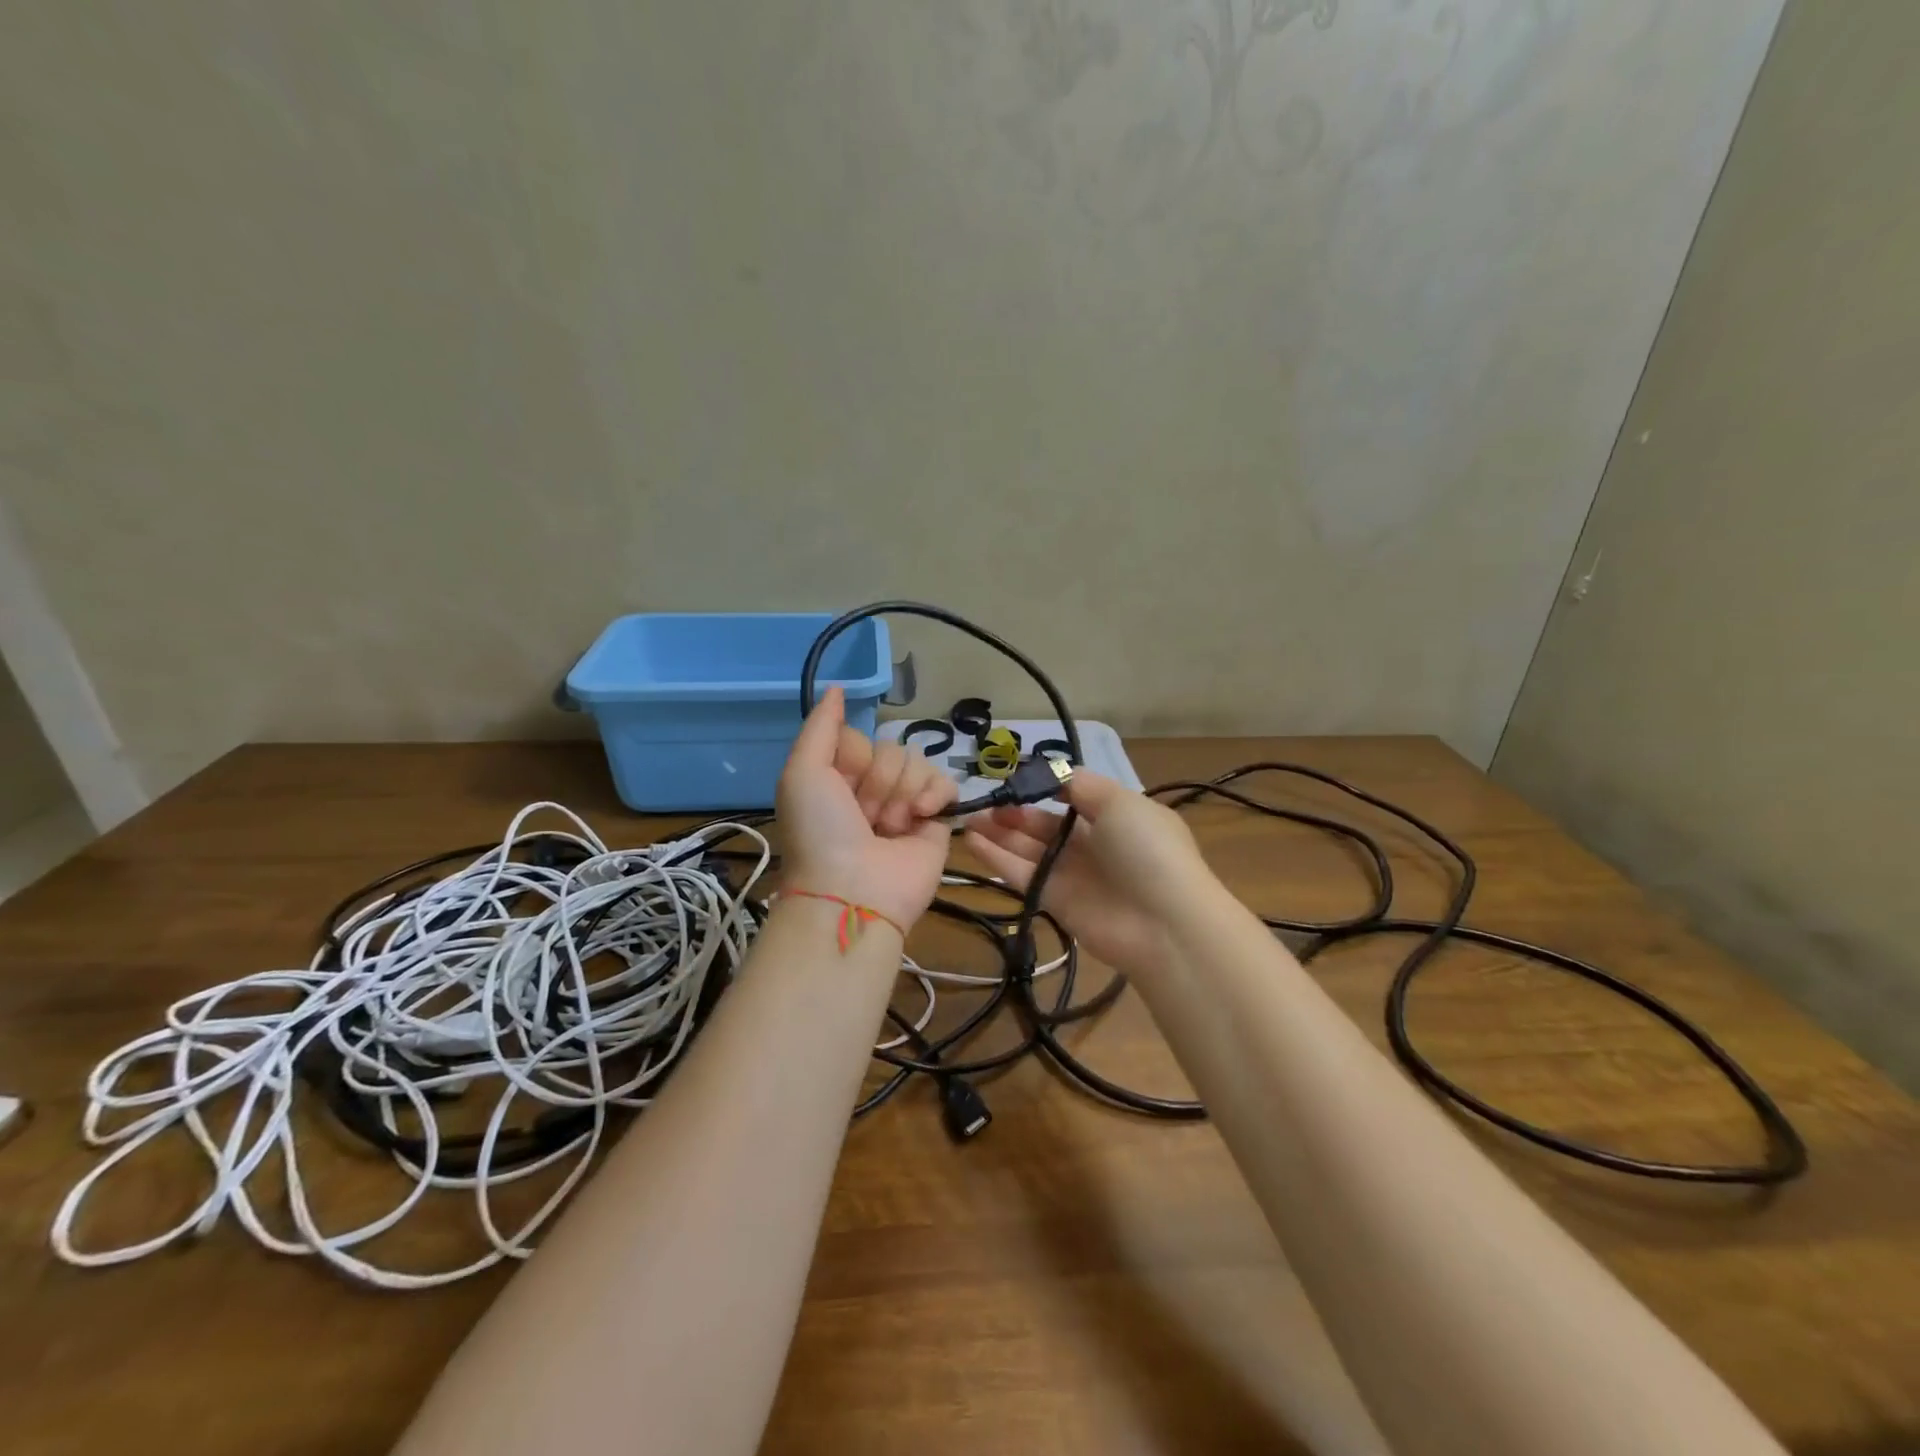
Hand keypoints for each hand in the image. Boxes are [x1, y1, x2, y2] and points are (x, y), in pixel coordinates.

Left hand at [777, 687, 958, 932]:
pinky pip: (947, 784)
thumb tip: (837, 687)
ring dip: (903, 792)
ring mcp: (905, 805)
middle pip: (891, 749)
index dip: (854, 757)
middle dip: (879, 780)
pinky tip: (922, 816)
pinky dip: (935, 795)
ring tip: (891, 826)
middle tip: (865, 815)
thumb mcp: (802, 772)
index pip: (860, 738)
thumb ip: (821, 726)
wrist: (854, 891)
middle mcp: (872, 789)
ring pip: (918, 762)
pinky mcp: (936, 821)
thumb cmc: (821, 831)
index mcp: (839, 778)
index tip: (842, 786)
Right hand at [963, 771, 1213, 976]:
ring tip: (968, 819)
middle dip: (1015, 812)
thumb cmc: (1146, 850)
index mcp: (1115, 815)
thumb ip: (1081, 785)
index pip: (1072, 795)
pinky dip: (997, 858)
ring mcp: (1073, 873)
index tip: (1013, 779)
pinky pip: (1022, 873)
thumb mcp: (1120, 801)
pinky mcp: (1055, 901)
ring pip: (1028, 848)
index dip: (1043, 787)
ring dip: (999, 833)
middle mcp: (1093, 843)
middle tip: (984, 803)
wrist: (1164, 923)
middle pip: (1045, 824)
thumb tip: (1052, 772)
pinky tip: (972, 841)